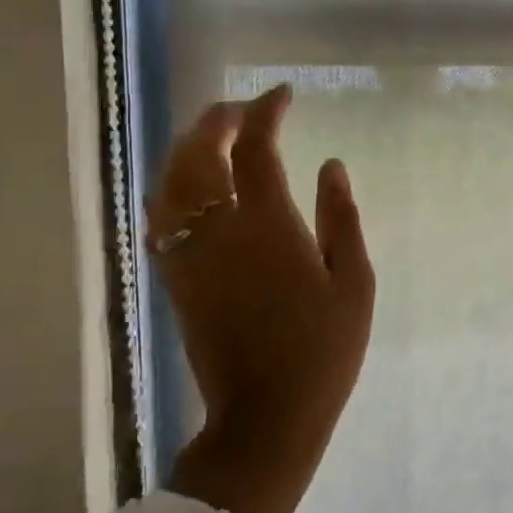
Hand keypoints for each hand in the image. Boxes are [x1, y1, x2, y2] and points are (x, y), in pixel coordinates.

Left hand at [147, 84, 374, 512]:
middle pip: (197, 155)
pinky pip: (159, 219)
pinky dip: (170, 188)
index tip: (282, 96)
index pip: (255, 148)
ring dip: (186, 149)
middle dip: (215, 121)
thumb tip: (331, 166)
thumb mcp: (353, 284)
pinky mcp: (175, 281)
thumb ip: (342, 218)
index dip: (265, 112)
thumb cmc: (322, 350)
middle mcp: (218, 231)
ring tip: (211, 137)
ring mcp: (189, 256)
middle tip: (240, 110)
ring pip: (168, 183)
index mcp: (268, 226)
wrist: (266, 416)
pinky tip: (188, 188)